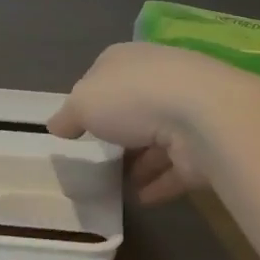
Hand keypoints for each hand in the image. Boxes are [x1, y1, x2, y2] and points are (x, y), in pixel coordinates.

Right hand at [48, 42, 258, 204]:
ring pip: (158, 137)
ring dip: (141, 160)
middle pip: (134, 104)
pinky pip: (176, 167)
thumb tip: (55, 125)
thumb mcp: (83, 103)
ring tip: (119, 185)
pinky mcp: (204, 145)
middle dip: (120, 129)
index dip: (91, 96)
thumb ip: (68, 115)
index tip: (79, 122)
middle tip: (99, 156)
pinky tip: (142, 200)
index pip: (106, 72)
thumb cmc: (133, 98)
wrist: (203, 117)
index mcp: (129, 59)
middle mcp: (160, 79)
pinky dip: (160, 182)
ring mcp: (187, 112)